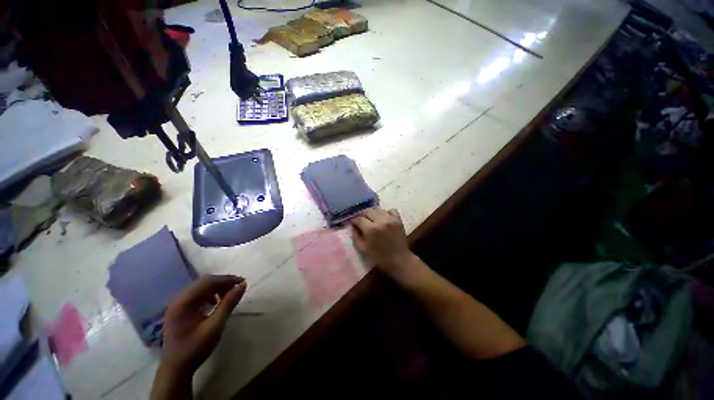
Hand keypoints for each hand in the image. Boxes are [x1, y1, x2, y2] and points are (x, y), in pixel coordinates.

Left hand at [159, 275, 246, 375]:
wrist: (176, 369)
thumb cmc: (195, 348)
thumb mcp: (215, 326)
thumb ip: (228, 304)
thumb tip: (243, 285)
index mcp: (184, 303)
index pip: (208, 282)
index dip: (227, 279)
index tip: (242, 283)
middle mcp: (178, 299)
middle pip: (203, 282)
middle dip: (222, 282)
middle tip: (237, 288)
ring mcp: (177, 305)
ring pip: (200, 287)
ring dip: (216, 287)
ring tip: (228, 295)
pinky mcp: (179, 310)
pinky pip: (196, 294)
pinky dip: (209, 294)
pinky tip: (215, 303)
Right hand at [350, 208, 415, 278]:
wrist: (399, 260)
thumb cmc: (379, 257)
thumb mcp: (362, 249)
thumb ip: (355, 236)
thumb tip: (353, 226)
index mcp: (371, 229)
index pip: (358, 218)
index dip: (354, 221)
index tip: (353, 224)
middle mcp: (380, 221)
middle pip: (367, 211)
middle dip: (362, 215)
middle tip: (362, 221)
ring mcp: (391, 219)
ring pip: (378, 209)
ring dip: (373, 214)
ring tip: (372, 220)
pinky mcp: (398, 219)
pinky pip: (391, 210)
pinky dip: (386, 213)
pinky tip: (384, 219)